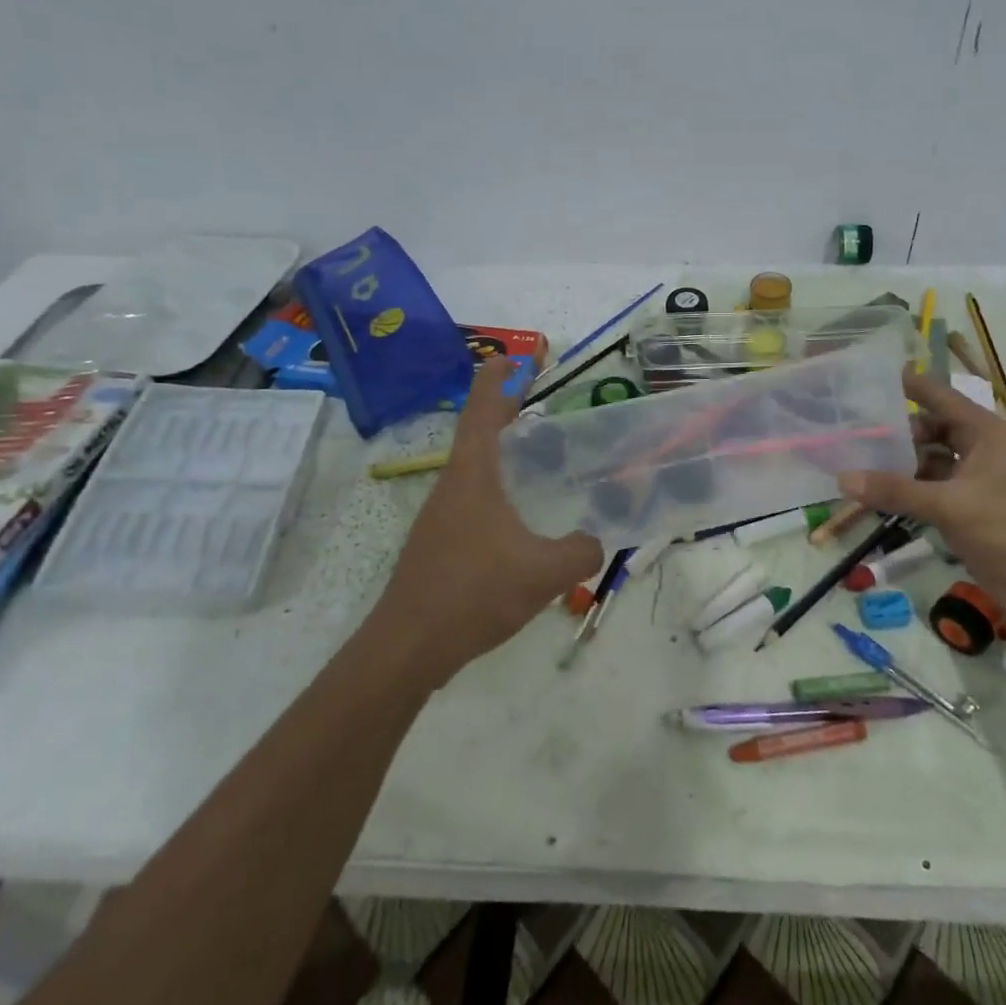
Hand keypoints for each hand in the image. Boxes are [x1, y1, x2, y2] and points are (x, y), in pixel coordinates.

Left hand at [373, 359, 603, 683]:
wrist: (409, 646)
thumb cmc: (474, 593)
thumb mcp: (543, 571)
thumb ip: (581, 550)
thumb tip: (596, 541)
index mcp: (473, 477)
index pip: (482, 413)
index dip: (495, 382)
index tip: (507, 358)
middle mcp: (452, 488)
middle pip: (477, 437)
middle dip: (502, 415)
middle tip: (533, 403)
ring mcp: (441, 518)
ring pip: (474, 472)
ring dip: (500, 456)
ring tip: (535, 460)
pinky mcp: (439, 545)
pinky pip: (472, 502)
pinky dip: (496, 491)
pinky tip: (518, 518)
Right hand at [838, 369, 1005, 628]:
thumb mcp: (951, 505)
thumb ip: (896, 491)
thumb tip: (844, 478)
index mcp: (983, 433)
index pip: (938, 396)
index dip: (907, 385)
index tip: (868, 376)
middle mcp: (976, 450)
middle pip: (928, 430)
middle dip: (893, 431)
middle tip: (848, 431)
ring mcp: (970, 482)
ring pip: (925, 462)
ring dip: (895, 464)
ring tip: (851, 461)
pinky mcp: (964, 511)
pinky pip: (926, 492)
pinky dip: (903, 492)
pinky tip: (872, 494)